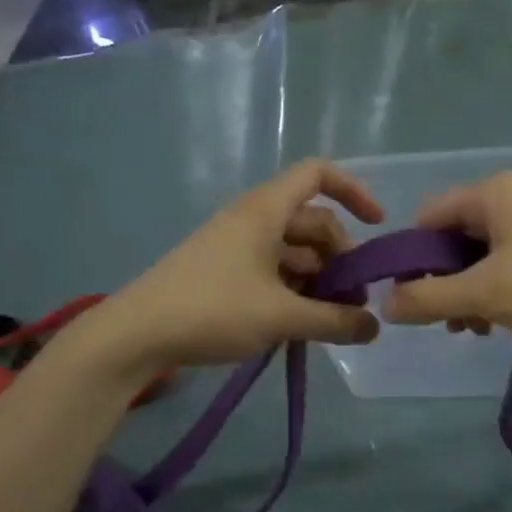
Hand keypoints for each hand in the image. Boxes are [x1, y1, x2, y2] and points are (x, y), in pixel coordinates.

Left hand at [82, 160, 384, 371]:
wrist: (135, 337)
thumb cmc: (211, 311)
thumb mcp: (281, 317)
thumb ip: (335, 322)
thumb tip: (375, 328)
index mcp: (265, 211)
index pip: (317, 174)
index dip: (353, 190)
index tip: (377, 226)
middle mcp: (253, 221)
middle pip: (313, 222)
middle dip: (341, 257)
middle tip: (354, 302)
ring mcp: (236, 248)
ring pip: (295, 252)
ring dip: (320, 281)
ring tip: (332, 322)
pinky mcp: (225, 274)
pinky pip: (274, 272)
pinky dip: (295, 292)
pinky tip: (302, 325)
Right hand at [384, 172, 511, 344]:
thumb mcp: (485, 294)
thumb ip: (428, 298)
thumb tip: (386, 303)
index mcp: (492, 193)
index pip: (428, 218)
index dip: (414, 260)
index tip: (416, 299)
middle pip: (456, 237)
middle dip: (447, 282)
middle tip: (453, 322)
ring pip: (483, 253)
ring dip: (472, 291)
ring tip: (479, 327)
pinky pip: (511, 259)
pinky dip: (499, 287)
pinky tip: (505, 318)